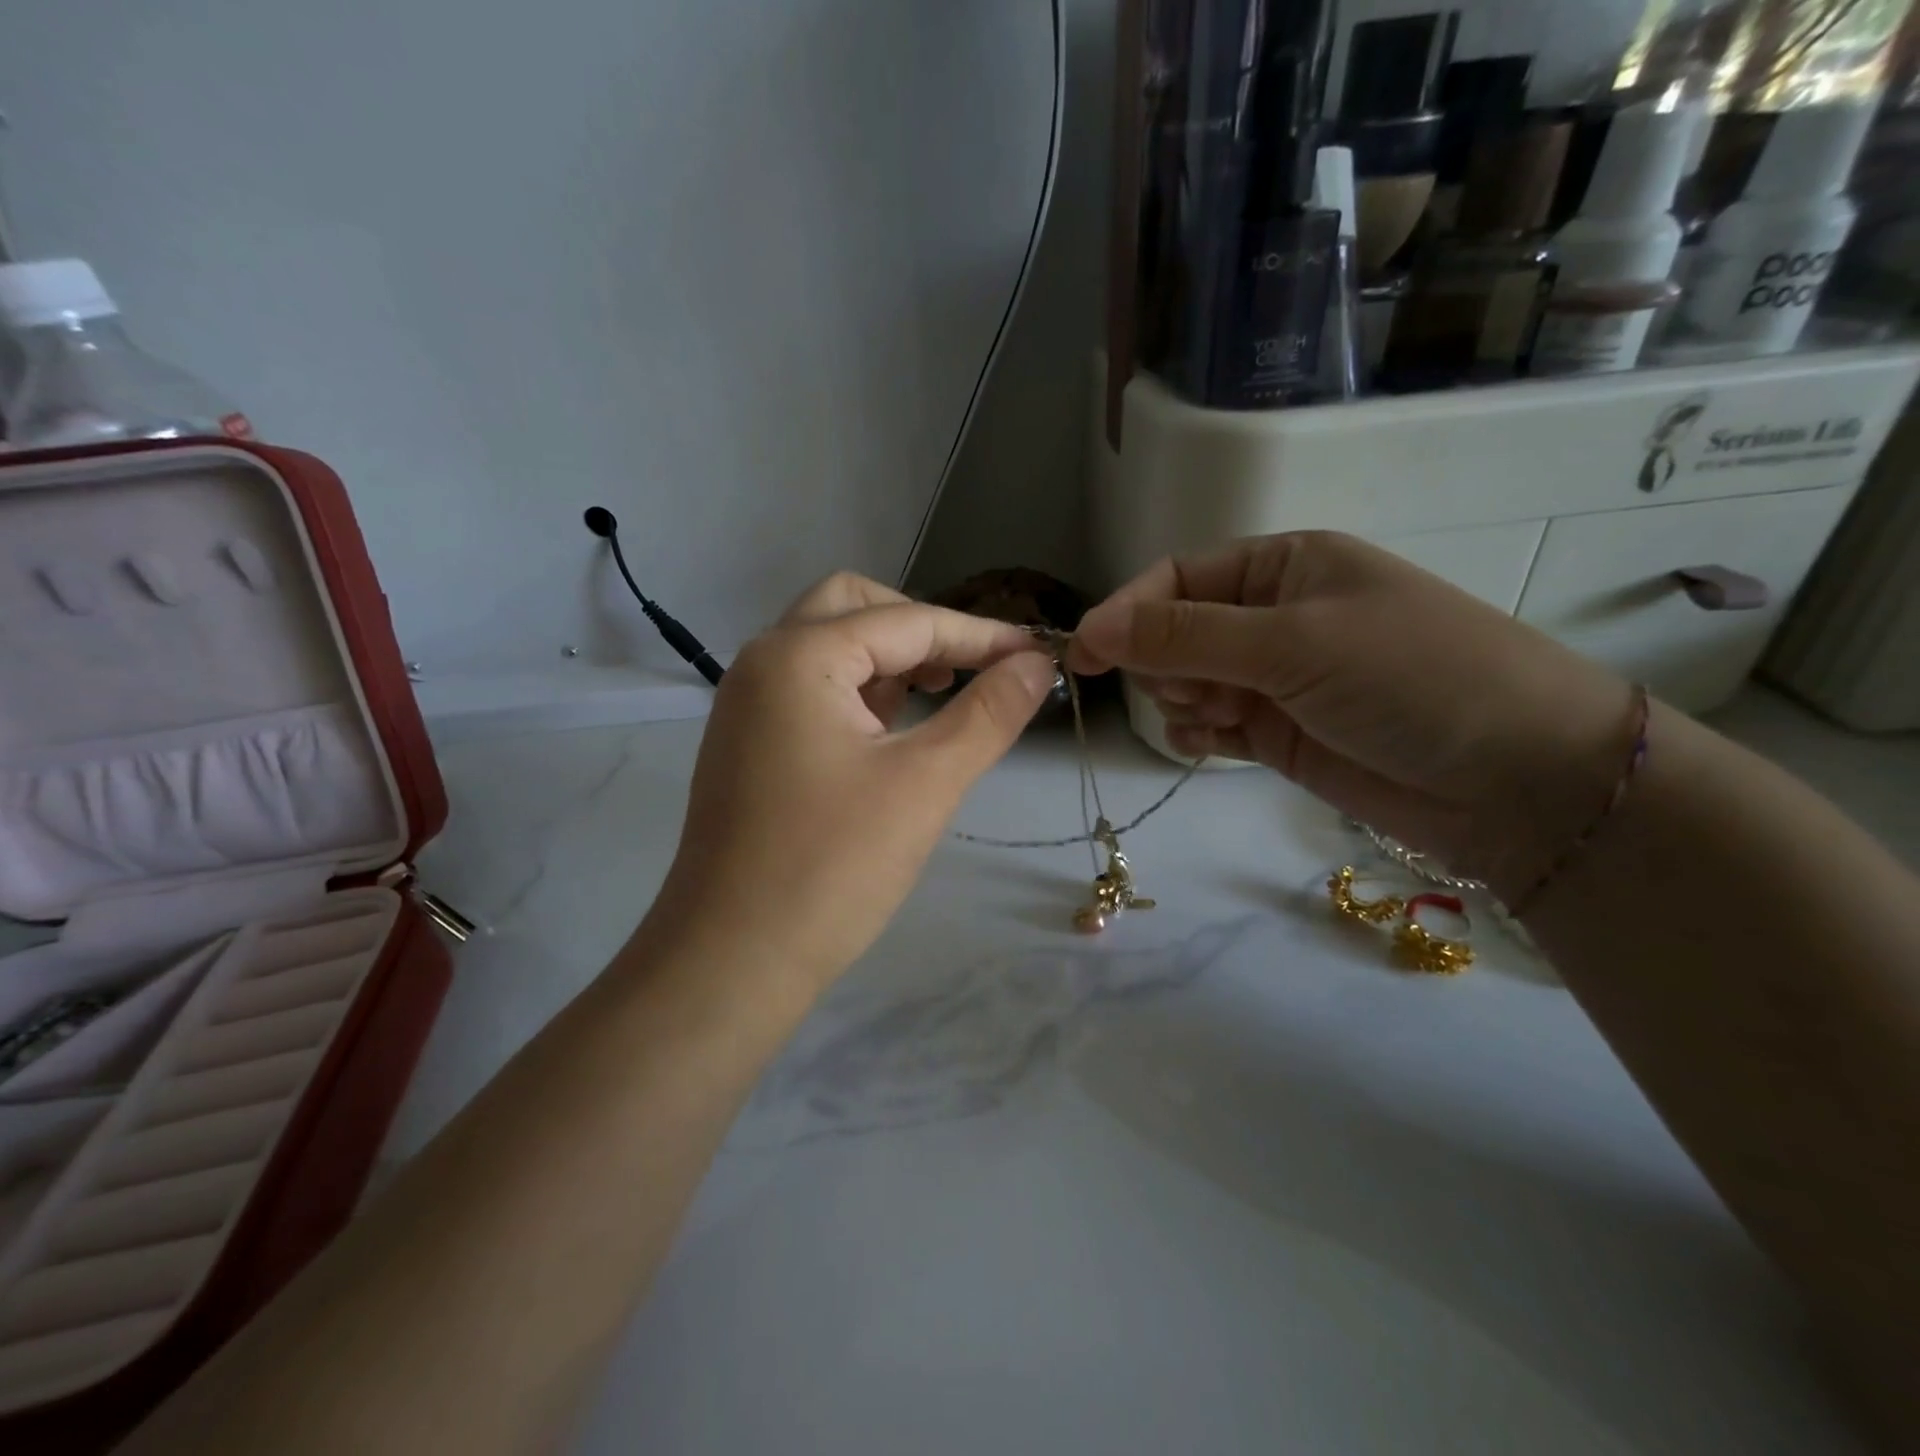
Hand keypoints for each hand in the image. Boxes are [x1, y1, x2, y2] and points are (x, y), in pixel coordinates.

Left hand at [648, 573, 1056, 987]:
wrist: (732, 961)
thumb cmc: (832, 867)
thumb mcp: (926, 783)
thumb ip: (988, 713)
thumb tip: (1037, 663)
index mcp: (797, 655)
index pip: (907, 622)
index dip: (980, 635)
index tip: (1037, 653)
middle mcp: (762, 662)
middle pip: (852, 608)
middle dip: (919, 629)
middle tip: (968, 670)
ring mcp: (747, 705)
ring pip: (828, 647)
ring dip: (888, 660)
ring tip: (939, 698)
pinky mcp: (747, 744)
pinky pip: (810, 691)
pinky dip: (858, 693)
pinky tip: (891, 732)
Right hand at [1068, 533, 1636, 898]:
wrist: (1517, 780)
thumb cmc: (1410, 678)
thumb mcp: (1291, 642)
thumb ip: (1183, 637)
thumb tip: (1089, 628)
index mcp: (1285, 566)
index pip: (1178, 578)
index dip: (1127, 612)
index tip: (1082, 653)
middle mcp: (1275, 616)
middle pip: (1174, 632)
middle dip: (1166, 663)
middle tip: (1195, 689)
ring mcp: (1276, 678)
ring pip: (1187, 682)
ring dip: (1182, 700)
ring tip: (1219, 718)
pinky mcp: (1279, 733)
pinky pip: (1210, 724)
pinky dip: (1197, 733)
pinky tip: (1211, 744)